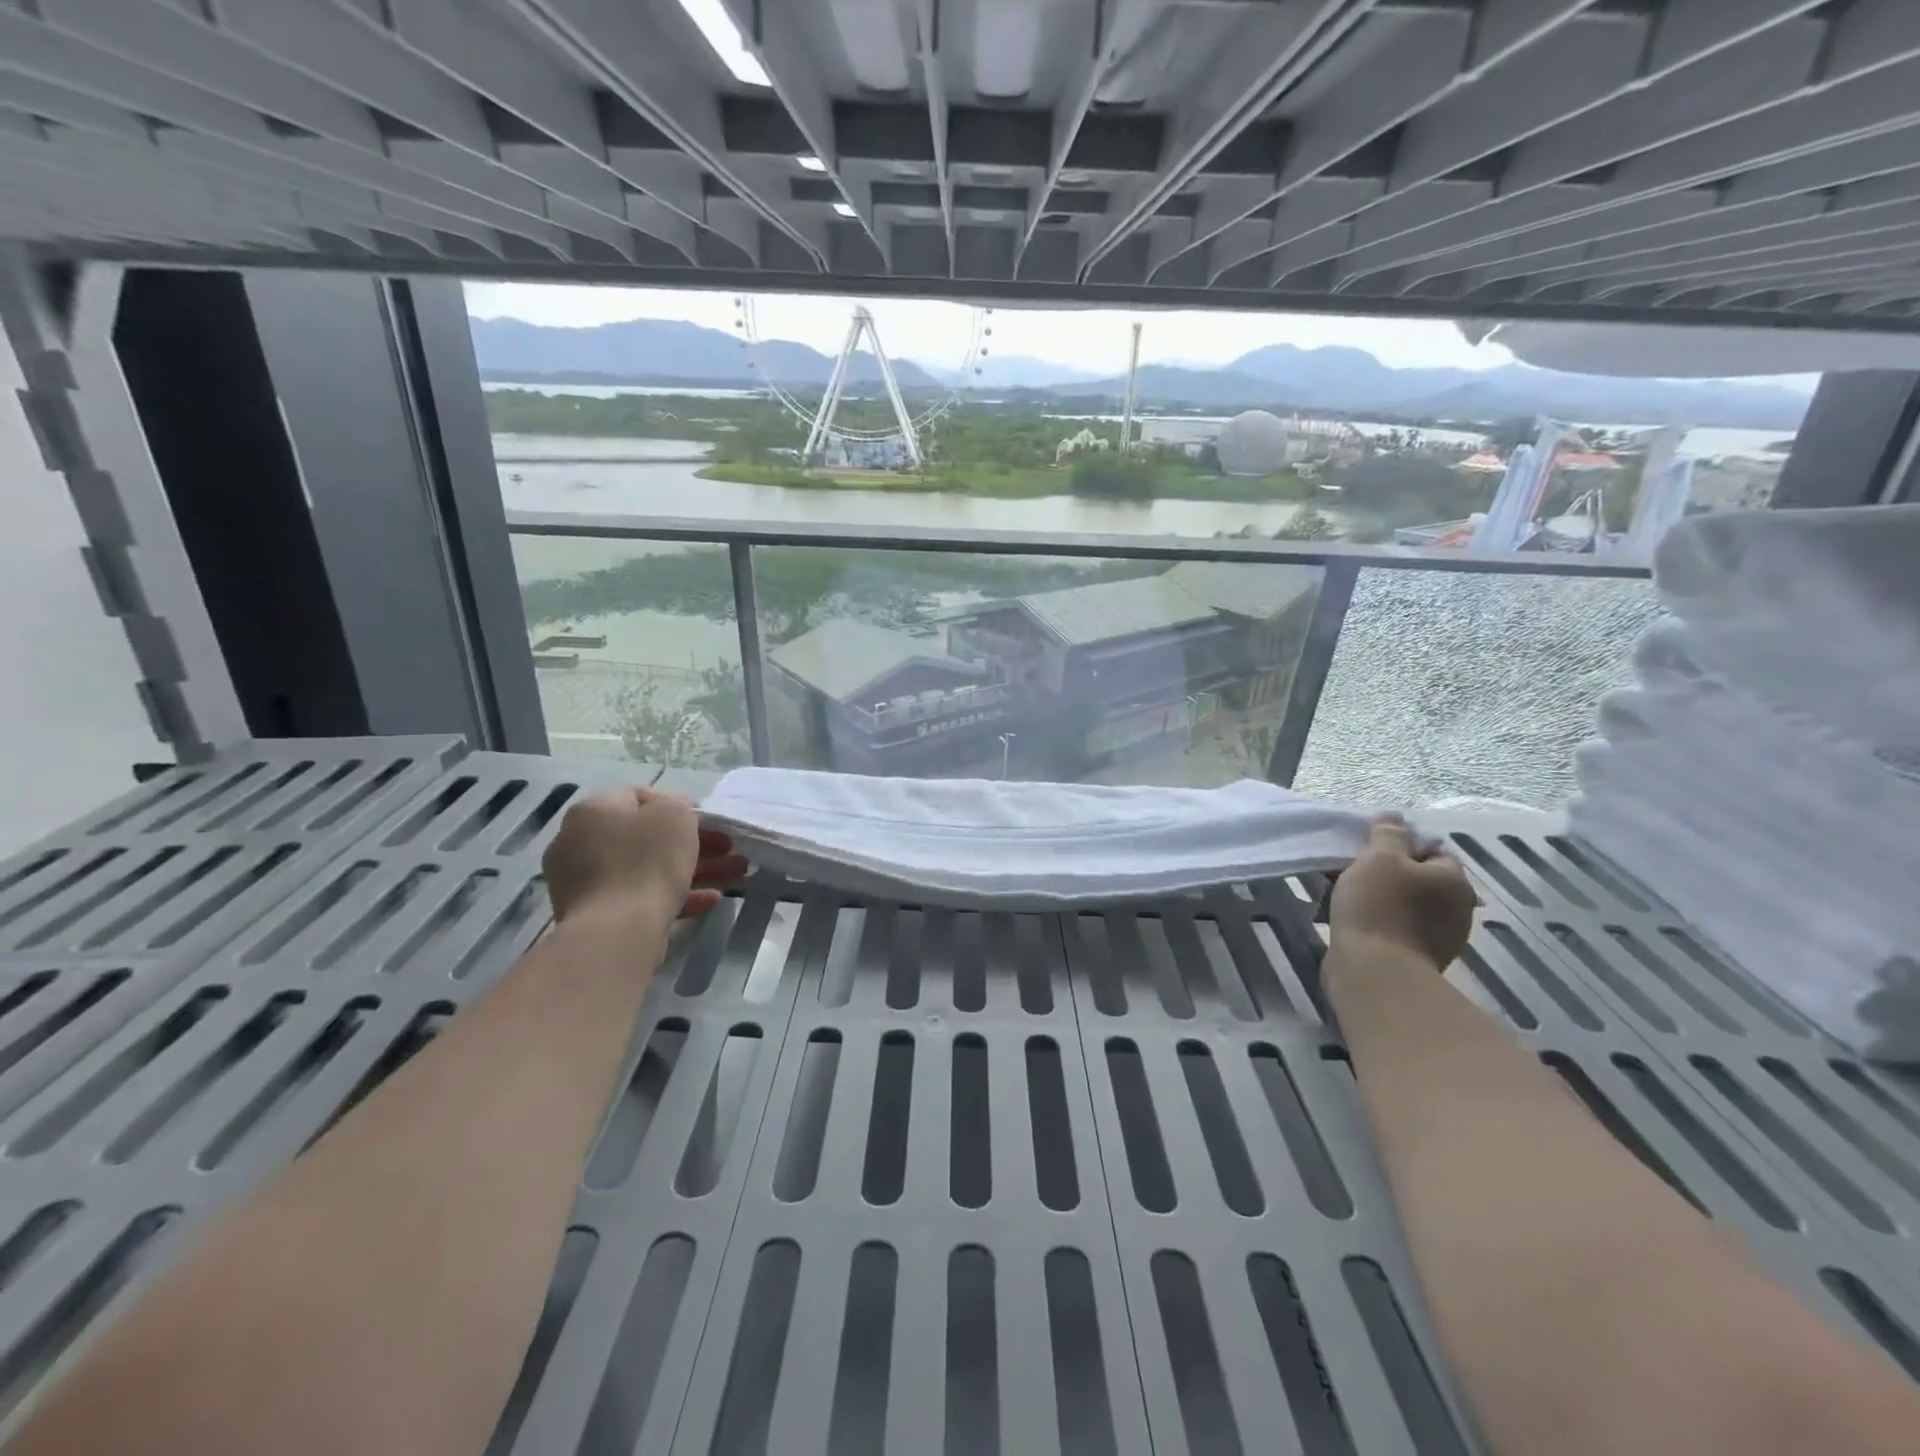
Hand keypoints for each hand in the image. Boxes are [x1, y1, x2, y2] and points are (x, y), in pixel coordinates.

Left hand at [542, 787, 748, 922]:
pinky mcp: (598, 914)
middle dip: (694, 842)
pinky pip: (641, 896)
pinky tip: (710, 900)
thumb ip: (678, 805)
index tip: (707, 821)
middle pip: (647, 835)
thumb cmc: (646, 861)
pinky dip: (675, 895)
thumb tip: (674, 814)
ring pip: (649, 868)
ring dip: (694, 869)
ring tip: (733, 876)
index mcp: (594, 810)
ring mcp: (587, 881)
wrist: (615, 932)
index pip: (638, 795)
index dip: (678, 804)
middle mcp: (581, 841)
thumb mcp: (674, 816)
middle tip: (727, 849)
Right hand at [1329, 815, 1474, 969]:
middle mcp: (1456, 908)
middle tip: (1350, 872)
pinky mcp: (1418, 959)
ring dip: (1378, 898)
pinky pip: (1396, 928)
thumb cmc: (1378, 907)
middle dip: (1385, 873)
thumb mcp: (1378, 858)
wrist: (1375, 973)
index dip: (1399, 846)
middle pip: (1416, 877)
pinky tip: (1349, 922)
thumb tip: (1395, 816)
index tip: (1367, 850)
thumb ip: (1388, 834)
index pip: (1431, 850)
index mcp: (1453, 880)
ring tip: (1342, 897)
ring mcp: (1440, 938)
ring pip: (1404, 903)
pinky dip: (1376, 922)